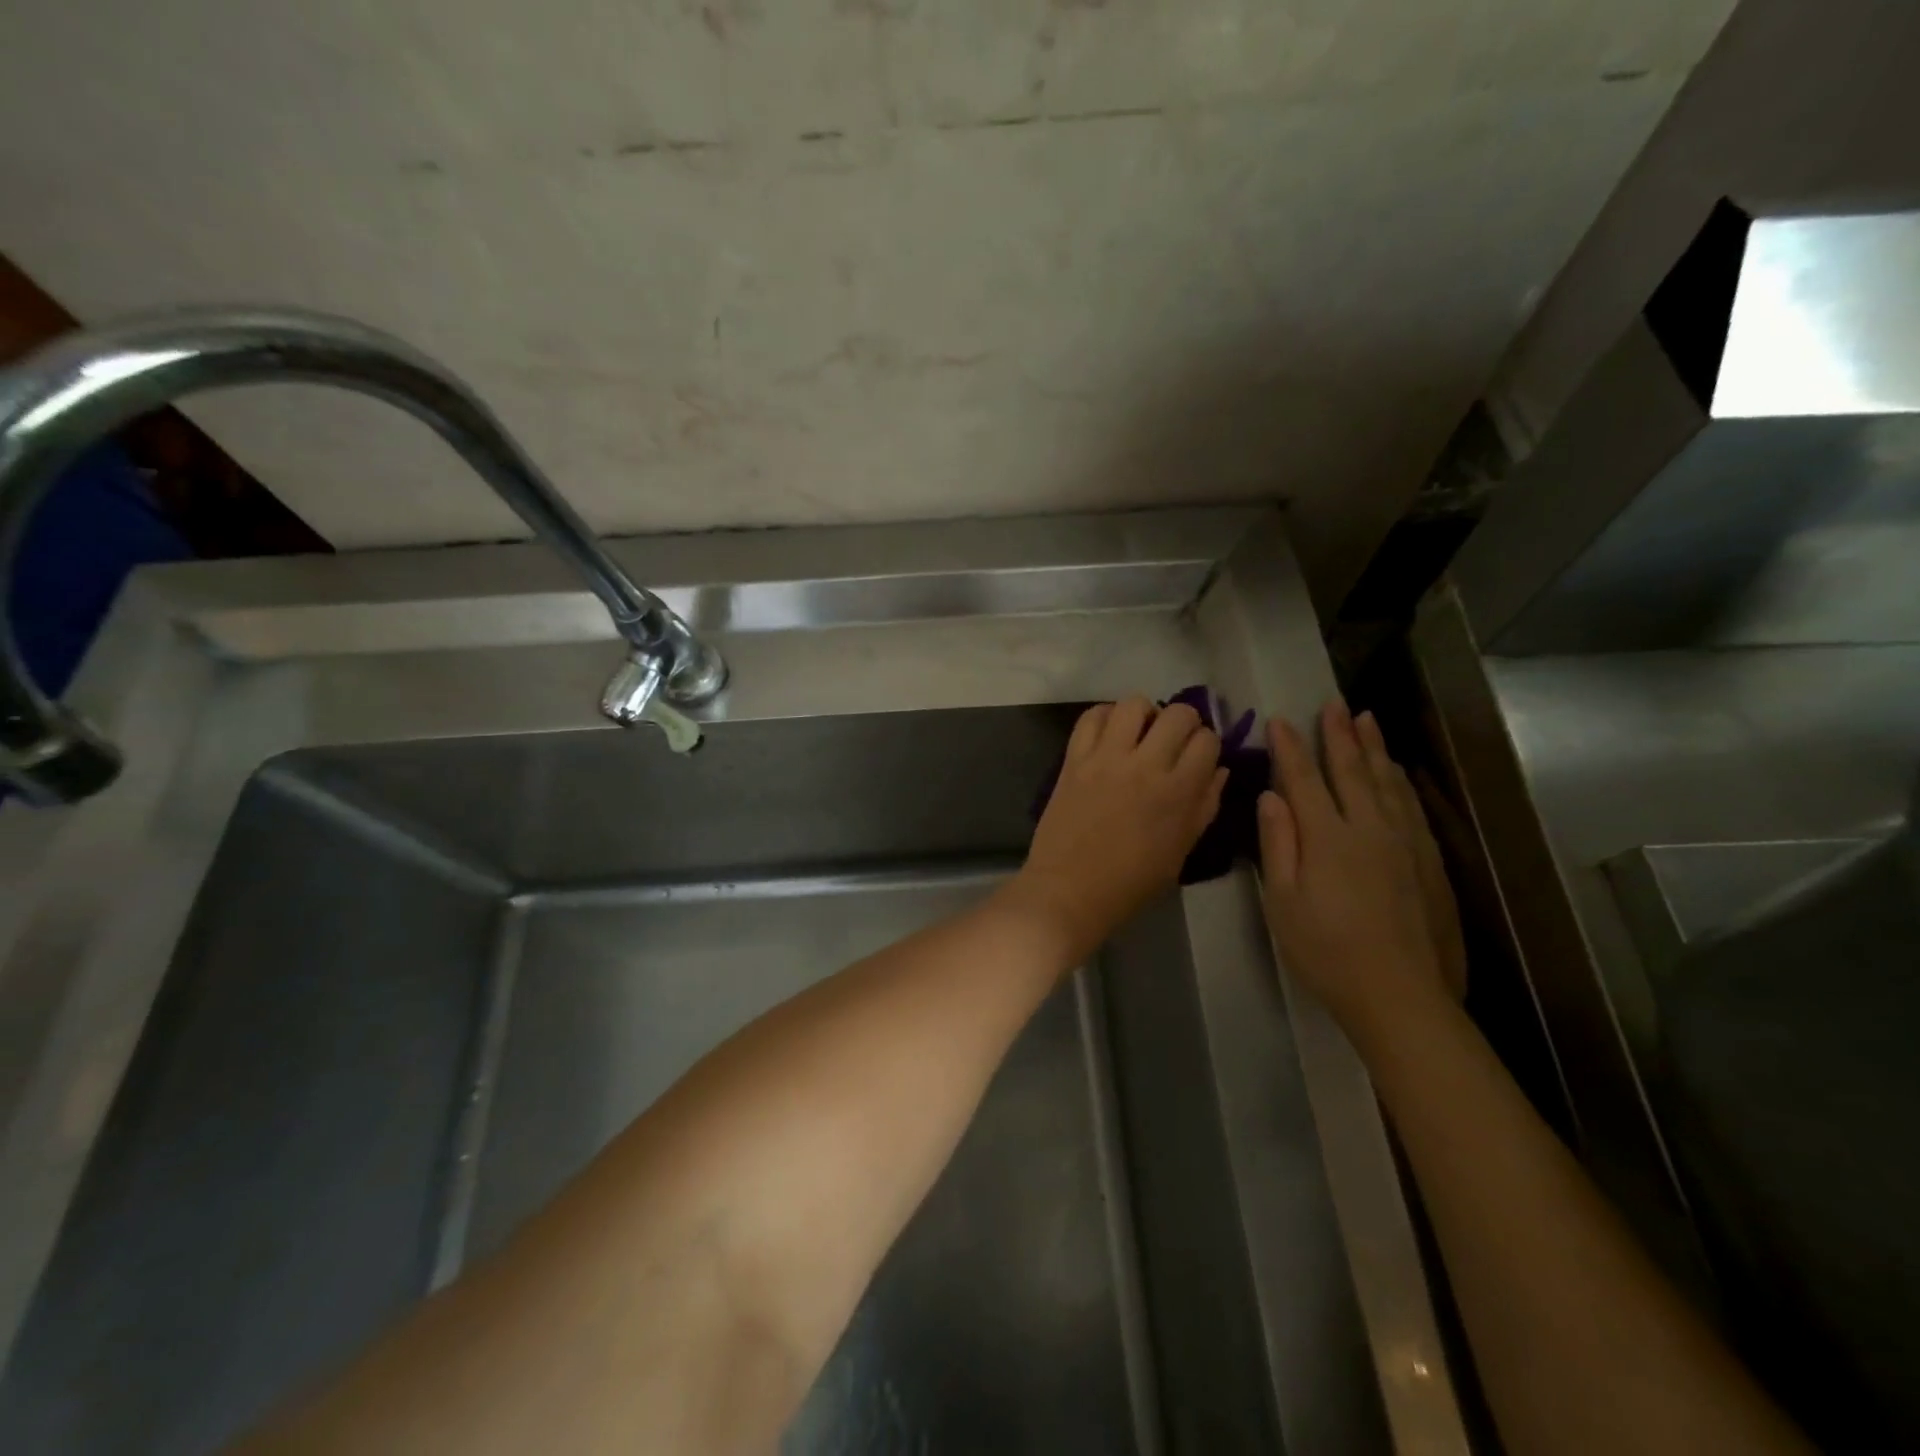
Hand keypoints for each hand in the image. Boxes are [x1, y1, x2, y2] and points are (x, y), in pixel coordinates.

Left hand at [1006, 698, 1225, 964]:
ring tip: (1139, 733)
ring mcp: (1105, 758)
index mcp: (1178, 792)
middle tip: (1173, 741)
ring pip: (1134, 704)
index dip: (1207, 745)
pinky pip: (1090, 717)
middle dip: (1184, 722)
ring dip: (1144, 713)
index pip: (1208, 741)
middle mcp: (1145, 765)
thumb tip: (1220, 770)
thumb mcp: (1181, 851)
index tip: (1198, 757)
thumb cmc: (1131, 882)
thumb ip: (1204, 806)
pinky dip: (1104, 716)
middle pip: (1178, 714)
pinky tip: (1109, 734)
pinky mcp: (1073, 758)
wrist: (1069, 890)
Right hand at [1257, 701, 1460, 1039]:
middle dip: (1339, 735)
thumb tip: (1271, 795)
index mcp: (1327, 837)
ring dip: (1374, 749)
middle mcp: (1369, 829)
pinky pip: (1411, 806)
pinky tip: (1398, 773)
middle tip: (1334, 703)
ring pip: (1387, 782)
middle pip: (1352, 771)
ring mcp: (1404, 843)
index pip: (1304, 780)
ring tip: (1367, 720)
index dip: (1291, 748)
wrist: (1400, 994)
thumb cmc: (1325, 950)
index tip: (1280, 720)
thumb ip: (1278, 844)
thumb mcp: (1283, 901)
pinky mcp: (1428, 861)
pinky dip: (1400, 782)